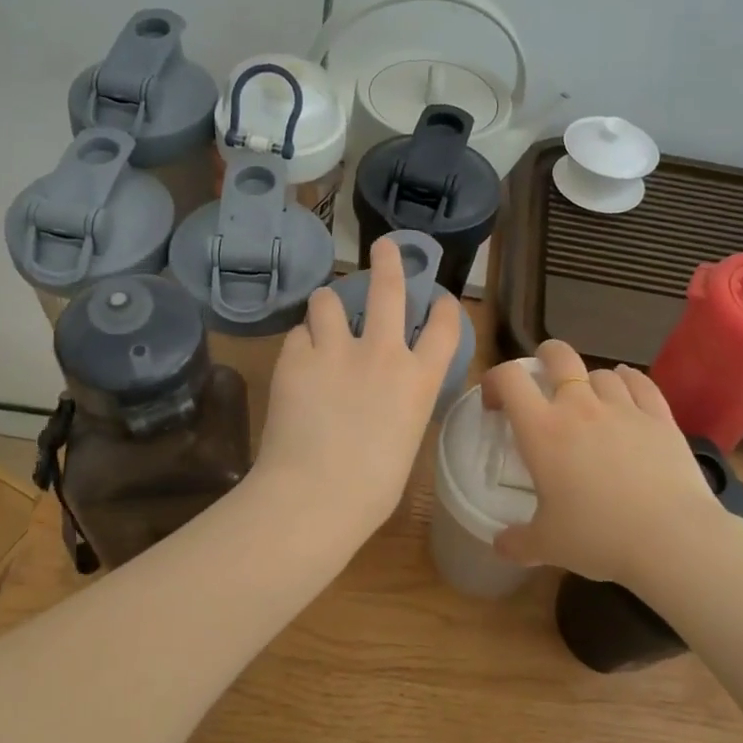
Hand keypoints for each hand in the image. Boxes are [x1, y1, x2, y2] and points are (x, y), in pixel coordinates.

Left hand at [253, 236, 463, 538]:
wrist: (315, 496)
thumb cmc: (371, 488)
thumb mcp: (404, 440)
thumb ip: (400, 404)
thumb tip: (387, 394)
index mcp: (419, 380)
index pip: (445, 327)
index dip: (445, 306)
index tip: (441, 297)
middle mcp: (382, 353)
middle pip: (390, 289)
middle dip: (389, 260)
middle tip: (384, 246)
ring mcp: (336, 350)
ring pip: (329, 300)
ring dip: (328, 305)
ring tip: (324, 315)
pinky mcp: (296, 357)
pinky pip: (298, 335)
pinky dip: (301, 343)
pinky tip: (298, 362)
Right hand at [484, 340, 723, 589]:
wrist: (671, 539)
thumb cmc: (598, 537)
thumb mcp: (548, 545)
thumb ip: (518, 542)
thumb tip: (500, 544)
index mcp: (542, 430)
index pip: (509, 379)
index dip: (495, 380)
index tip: (495, 403)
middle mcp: (579, 407)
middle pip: (558, 355)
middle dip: (545, 357)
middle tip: (542, 379)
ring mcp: (623, 407)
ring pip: (601, 372)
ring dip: (590, 381)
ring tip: (591, 401)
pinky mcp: (660, 417)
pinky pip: (641, 383)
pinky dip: (629, 380)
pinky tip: (628, 388)